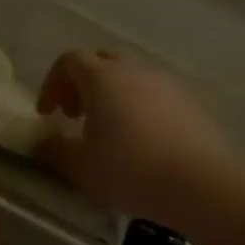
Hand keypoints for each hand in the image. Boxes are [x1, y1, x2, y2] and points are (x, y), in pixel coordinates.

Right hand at [33, 51, 233, 232]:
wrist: (202, 184)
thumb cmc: (130, 170)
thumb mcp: (81, 167)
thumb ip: (55, 149)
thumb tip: (42, 141)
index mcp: (101, 77)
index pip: (69, 61)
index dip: (53, 83)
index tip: (48, 114)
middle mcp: (133, 70)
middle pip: (101, 62)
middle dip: (82, 85)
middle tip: (75, 116)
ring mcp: (166, 82)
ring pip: (130, 77)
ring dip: (112, 95)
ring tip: (110, 132)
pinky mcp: (190, 101)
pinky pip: (154, 94)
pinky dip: (139, 107)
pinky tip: (142, 141)